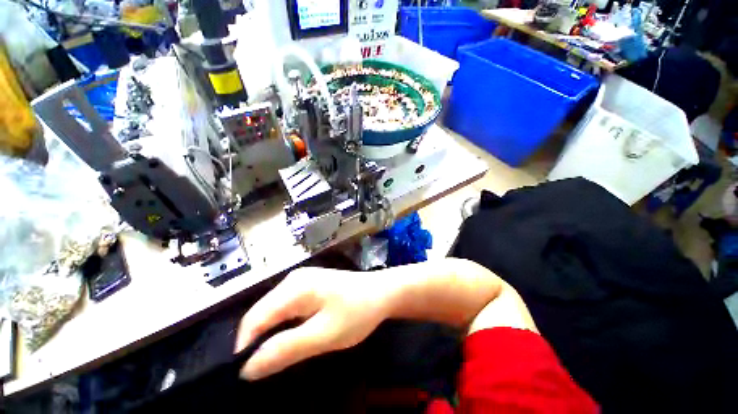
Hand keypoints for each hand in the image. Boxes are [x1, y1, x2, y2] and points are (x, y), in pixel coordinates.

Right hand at [235, 267, 391, 379]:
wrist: (383, 292)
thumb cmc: (357, 311)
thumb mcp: (324, 334)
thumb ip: (286, 348)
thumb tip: (247, 368)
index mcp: (294, 287)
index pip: (254, 319)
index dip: (246, 347)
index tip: (250, 376)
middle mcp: (293, 280)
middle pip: (263, 314)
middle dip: (260, 342)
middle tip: (268, 370)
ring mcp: (302, 281)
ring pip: (275, 313)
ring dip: (273, 336)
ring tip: (281, 357)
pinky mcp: (311, 286)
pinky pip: (288, 309)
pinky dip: (286, 326)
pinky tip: (296, 338)